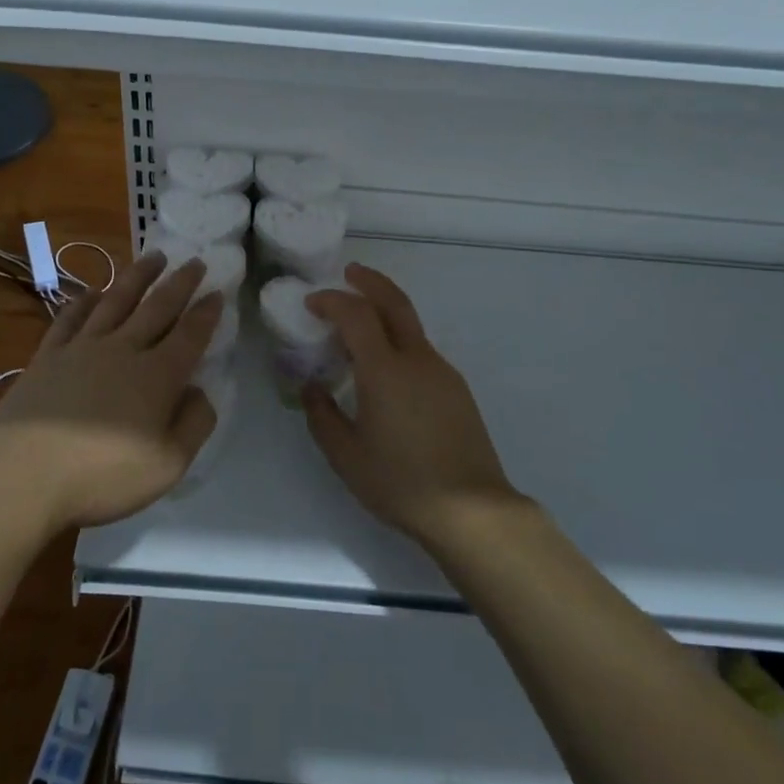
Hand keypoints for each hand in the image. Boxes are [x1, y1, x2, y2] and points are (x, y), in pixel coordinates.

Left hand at [0, 250, 221, 532]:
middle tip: (195, 262)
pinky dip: (84, 301)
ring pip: (116, 301)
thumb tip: (200, 391)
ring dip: (138, 276)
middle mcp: (123, 350)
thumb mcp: (168, 466)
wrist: (22, 476)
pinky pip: (71, 318)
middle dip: (180, 283)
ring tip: (154, 256)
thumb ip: (194, 424)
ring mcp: (82, 348)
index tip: (218, 292)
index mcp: (157, 376)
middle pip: (157, 307)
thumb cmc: (102, 476)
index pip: (190, 335)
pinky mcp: (48, 356)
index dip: (207, 313)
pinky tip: (92, 291)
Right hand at [302, 263, 525, 547]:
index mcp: (385, 370)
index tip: (311, 302)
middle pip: (395, 302)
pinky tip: (386, 368)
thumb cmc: (401, 482)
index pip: (356, 314)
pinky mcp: (456, 389)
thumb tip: (311, 387)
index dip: (332, 301)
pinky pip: (421, 350)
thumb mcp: (346, 455)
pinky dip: (398, 340)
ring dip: (385, 311)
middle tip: (348, 273)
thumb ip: (322, 415)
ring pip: (411, 326)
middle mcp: (417, 359)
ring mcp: (442, 372)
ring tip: (359, 326)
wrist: (472, 510)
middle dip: (370, 281)